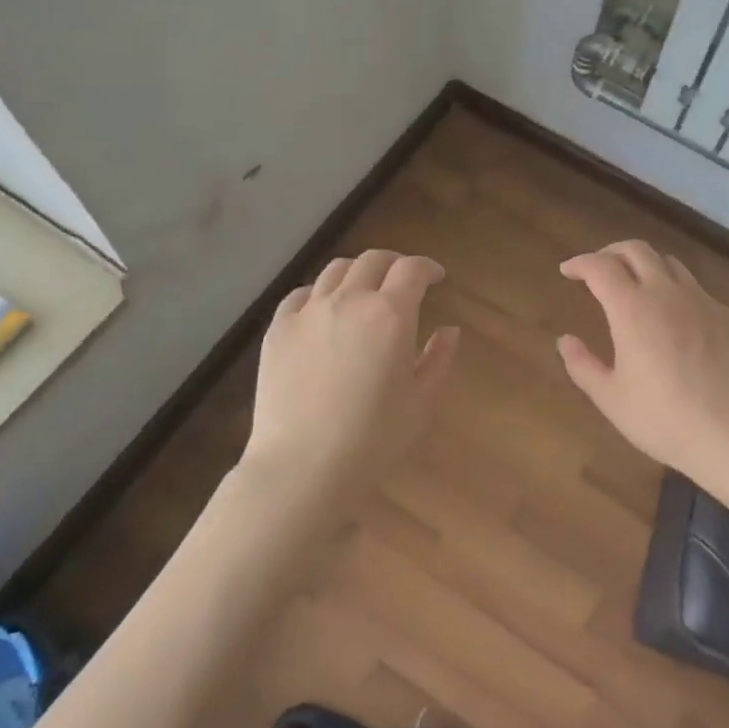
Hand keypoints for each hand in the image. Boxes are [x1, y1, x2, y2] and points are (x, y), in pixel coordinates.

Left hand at [244, 250, 459, 490]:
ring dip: (357, 273)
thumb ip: (439, 359)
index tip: (436, 278)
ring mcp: (308, 312)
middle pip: (373, 260)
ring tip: (363, 291)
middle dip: (394, 264)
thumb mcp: (421, 403)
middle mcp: (349, 300)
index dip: (428, 267)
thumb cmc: (373, 440)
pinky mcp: (278, 329)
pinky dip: (319, 294)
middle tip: (403, 282)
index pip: (412, 270)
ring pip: (335, 271)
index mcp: (391, 315)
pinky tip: (323, 311)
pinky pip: (300, 295)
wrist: (302, 466)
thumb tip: (450, 330)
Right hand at [557, 240, 728, 478]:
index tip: (568, 271)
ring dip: (645, 265)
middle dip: (611, 252)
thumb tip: (566, 341)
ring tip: (635, 286)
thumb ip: (583, 365)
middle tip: (597, 269)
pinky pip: (695, 290)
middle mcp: (667, 293)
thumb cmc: (663, 419)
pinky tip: (673, 319)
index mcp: (632, 308)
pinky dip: (675, 291)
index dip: (580, 263)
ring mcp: (702, 301)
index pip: (600, 266)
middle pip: (637, 250)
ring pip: (670, 264)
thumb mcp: (611, 398)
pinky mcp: (727, 317)